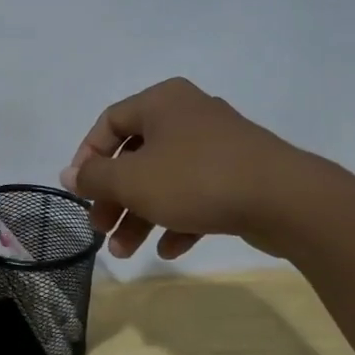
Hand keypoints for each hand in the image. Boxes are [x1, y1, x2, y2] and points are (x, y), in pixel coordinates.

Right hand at [59, 78, 328, 259]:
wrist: (285, 199)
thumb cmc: (196, 180)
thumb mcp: (132, 181)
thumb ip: (94, 178)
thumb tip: (68, 174)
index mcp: (162, 102)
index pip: (109, 122)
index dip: (87, 157)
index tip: (80, 192)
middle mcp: (189, 115)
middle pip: (136, 157)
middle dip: (115, 198)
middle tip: (101, 230)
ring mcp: (217, 145)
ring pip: (165, 180)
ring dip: (141, 216)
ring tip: (126, 252)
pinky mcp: (239, 175)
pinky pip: (197, 195)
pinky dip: (178, 219)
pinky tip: (170, 249)